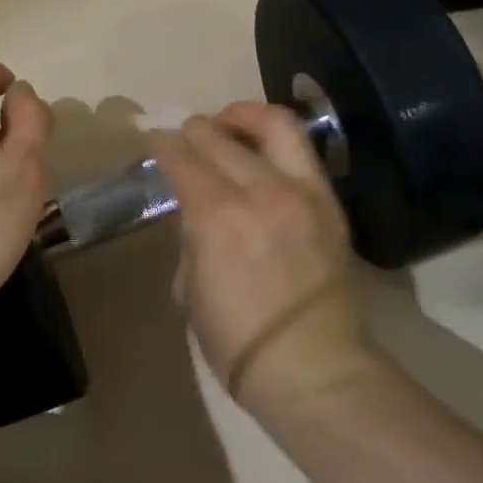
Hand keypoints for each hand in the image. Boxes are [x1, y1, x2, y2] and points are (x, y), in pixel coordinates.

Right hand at [149, 103, 370, 411]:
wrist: (312, 367)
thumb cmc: (236, 340)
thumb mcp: (190, 287)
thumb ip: (192, 237)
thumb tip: (197, 213)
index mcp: (216, 216)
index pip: (182, 157)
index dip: (161, 142)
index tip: (153, 137)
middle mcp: (260, 190)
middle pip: (218, 135)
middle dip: (193, 129)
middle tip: (184, 135)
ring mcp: (301, 192)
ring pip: (272, 124)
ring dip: (242, 115)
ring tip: (228, 123)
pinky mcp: (329, 202)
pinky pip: (302, 151)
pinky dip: (274, 138)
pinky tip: (261, 149)